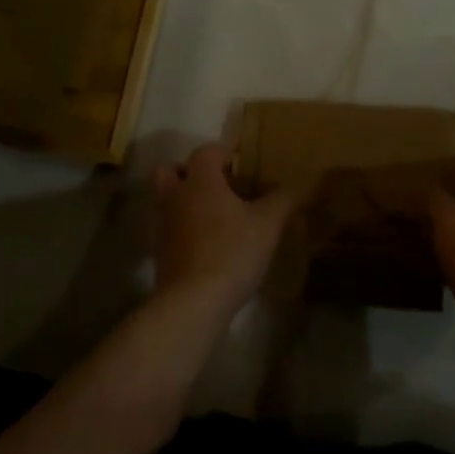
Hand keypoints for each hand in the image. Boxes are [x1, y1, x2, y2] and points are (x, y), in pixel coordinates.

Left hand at [150, 144, 298, 313]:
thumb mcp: (267, 224)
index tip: (244, 161)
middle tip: (217, 184)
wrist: (193, 302)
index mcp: (201, 181)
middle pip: (171, 170)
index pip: (206, 151)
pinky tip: (207, 243)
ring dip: (185, 200)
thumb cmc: (232, 251)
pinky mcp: (160, 253)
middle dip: (190, 171)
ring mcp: (163, 225)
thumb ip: (282, 199)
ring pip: (167, 199)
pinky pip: (169, 228)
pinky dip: (183, 228)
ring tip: (214, 214)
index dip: (224, 151)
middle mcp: (176, 196)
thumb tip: (294, 184)